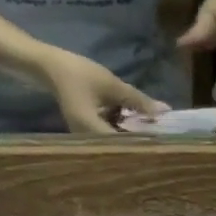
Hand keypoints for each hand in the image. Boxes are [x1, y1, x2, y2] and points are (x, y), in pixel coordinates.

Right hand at [39, 49, 166, 134]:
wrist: (51, 67)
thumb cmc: (79, 73)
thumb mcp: (112, 85)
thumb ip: (138, 100)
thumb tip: (164, 112)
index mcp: (90, 129)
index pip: (123, 146)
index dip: (143, 144)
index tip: (163, 142)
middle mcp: (86, 139)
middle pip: (119, 149)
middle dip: (140, 142)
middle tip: (162, 138)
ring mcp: (85, 137)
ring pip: (114, 143)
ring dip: (132, 137)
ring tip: (153, 133)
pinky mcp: (87, 132)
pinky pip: (108, 136)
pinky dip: (122, 131)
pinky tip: (136, 125)